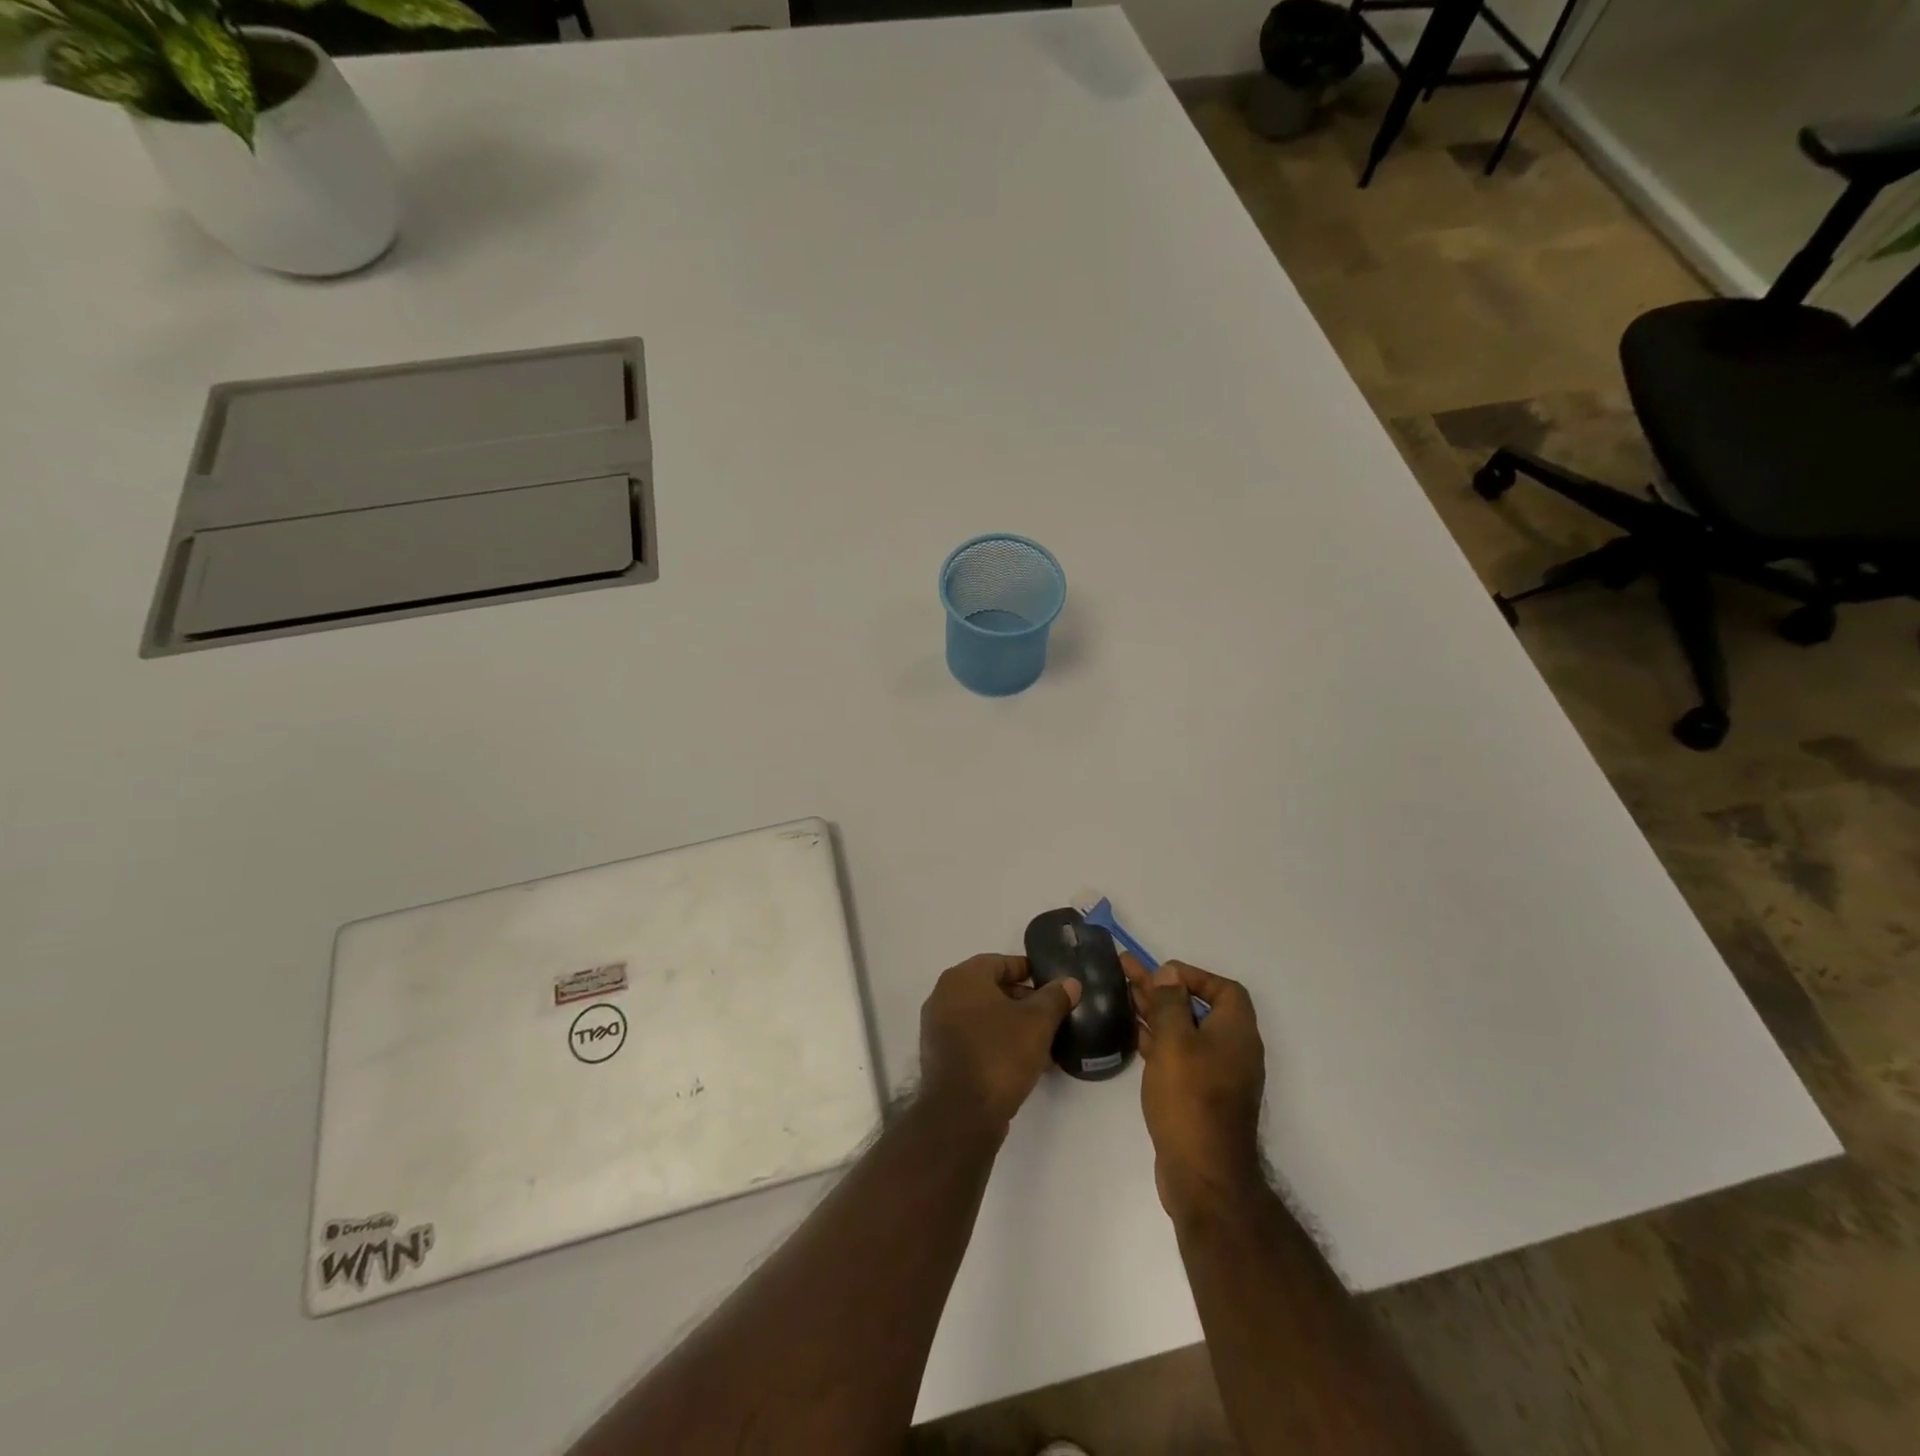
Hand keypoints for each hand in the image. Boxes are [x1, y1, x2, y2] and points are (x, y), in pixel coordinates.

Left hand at [920, 954, 1081, 1130]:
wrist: (961, 1115)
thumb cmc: (1000, 1055)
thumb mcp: (1037, 1023)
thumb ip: (1055, 998)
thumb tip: (1069, 982)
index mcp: (963, 978)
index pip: (1000, 962)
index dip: (1028, 971)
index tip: (1051, 985)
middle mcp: (944, 995)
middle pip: (990, 988)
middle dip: (1022, 1000)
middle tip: (1050, 1014)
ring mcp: (938, 1026)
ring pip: (983, 1016)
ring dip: (1011, 1024)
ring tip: (1042, 1041)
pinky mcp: (939, 1055)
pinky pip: (973, 1038)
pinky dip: (995, 1042)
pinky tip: (1022, 1061)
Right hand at [1126, 956, 1265, 1215]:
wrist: (1203, 1175)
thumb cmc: (1191, 1099)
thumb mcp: (1176, 1042)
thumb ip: (1170, 1003)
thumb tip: (1169, 974)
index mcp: (1236, 1032)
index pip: (1224, 989)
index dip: (1194, 975)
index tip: (1161, 972)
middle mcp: (1231, 1049)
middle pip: (1196, 1007)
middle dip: (1162, 989)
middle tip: (1126, 971)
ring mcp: (1215, 1075)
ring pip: (1183, 1031)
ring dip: (1155, 1011)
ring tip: (1121, 993)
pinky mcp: (1198, 1096)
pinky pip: (1177, 1055)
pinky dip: (1156, 1040)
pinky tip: (1131, 1032)